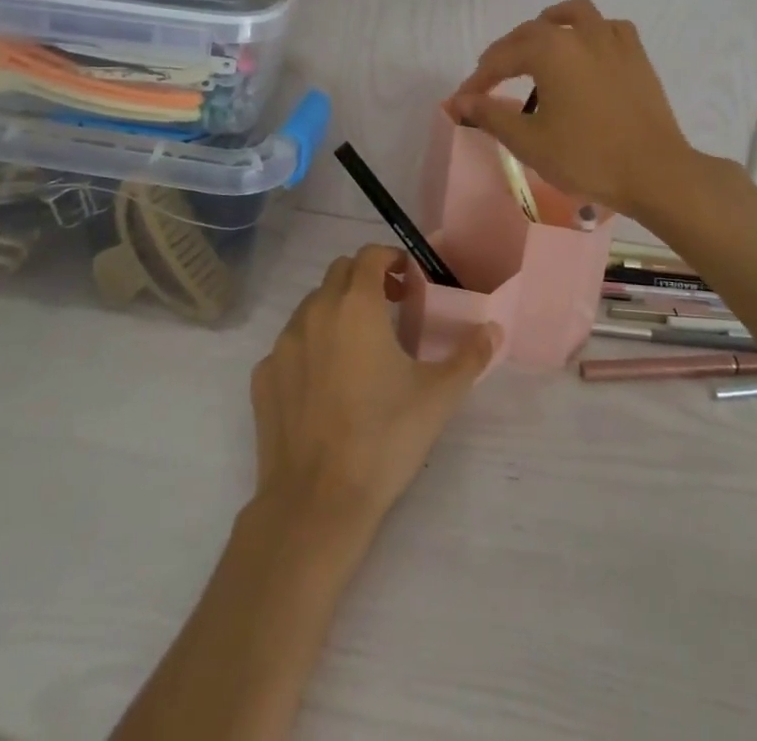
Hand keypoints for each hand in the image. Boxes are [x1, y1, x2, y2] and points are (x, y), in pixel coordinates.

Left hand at [250, 246, 494, 534]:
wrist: (317, 502)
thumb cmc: (384, 438)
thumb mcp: (438, 396)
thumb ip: (470, 355)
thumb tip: (493, 329)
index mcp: (357, 305)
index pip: (370, 255)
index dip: (391, 259)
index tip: (409, 282)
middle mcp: (316, 312)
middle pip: (339, 272)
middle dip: (365, 279)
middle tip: (391, 307)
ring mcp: (283, 344)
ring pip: (312, 306)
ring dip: (336, 309)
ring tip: (359, 346)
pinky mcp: (263, 376)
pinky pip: (290, 344)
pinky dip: (310, 346)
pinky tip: (326, 383)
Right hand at [445, 0, 701, 224]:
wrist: (655, 172)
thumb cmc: (587, 157)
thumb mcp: (529, 141)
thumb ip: (491, 115)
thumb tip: (460, 101)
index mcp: (549, 50)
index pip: (501, 58)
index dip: (478, 79)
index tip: (464, 99)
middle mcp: (579, 33)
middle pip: (532, 31)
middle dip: (507, 52)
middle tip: (492, 79)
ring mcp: (613, 40)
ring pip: (574, 14)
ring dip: (550, 24)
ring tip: (538, 44)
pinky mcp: (637, 55)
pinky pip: (609, 28)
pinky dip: (591, 31)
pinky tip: (587, 51)